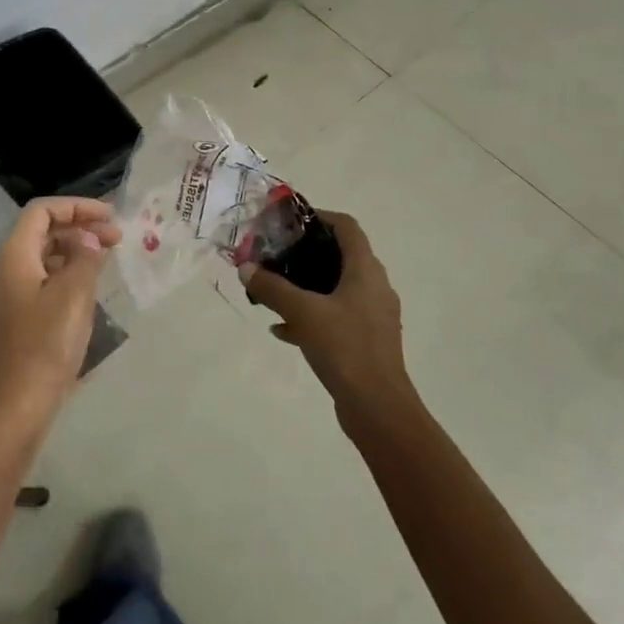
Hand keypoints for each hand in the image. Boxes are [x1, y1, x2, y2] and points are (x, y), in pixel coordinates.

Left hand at [0, 197, 121, 431]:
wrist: (15, 408)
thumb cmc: (45, 346)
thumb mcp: (73, 296)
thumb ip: (84, 259)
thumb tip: (88, 240)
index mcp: (12, 257)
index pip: (42, 212)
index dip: (77, 207)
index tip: (110, 217)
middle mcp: (3, 270)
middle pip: (41, 233)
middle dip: (79, 229)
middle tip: (116, 239)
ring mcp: (5, 296)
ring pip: (42, 258)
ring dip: (74, 252)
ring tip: (106, 261)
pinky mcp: (13, 318)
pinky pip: (40, 281)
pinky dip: (65, 275)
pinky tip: (88, 289)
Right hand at [240, 211, 413, 421]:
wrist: (378, 407)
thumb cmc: (345, 348)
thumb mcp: (303, 312)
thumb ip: (273, 287)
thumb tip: (246, 267)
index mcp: (366, 270)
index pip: (347, 227)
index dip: (319, 216)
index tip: (289, 221)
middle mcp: (374, 287)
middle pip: (340, 255)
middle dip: (306, 253)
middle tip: (275, 254)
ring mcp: (372, 315)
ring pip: (336, 288)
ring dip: (306, 286)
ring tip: (273, 290)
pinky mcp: (366, 340)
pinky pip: (336, 316)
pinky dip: (312, 315)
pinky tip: (283, 329)